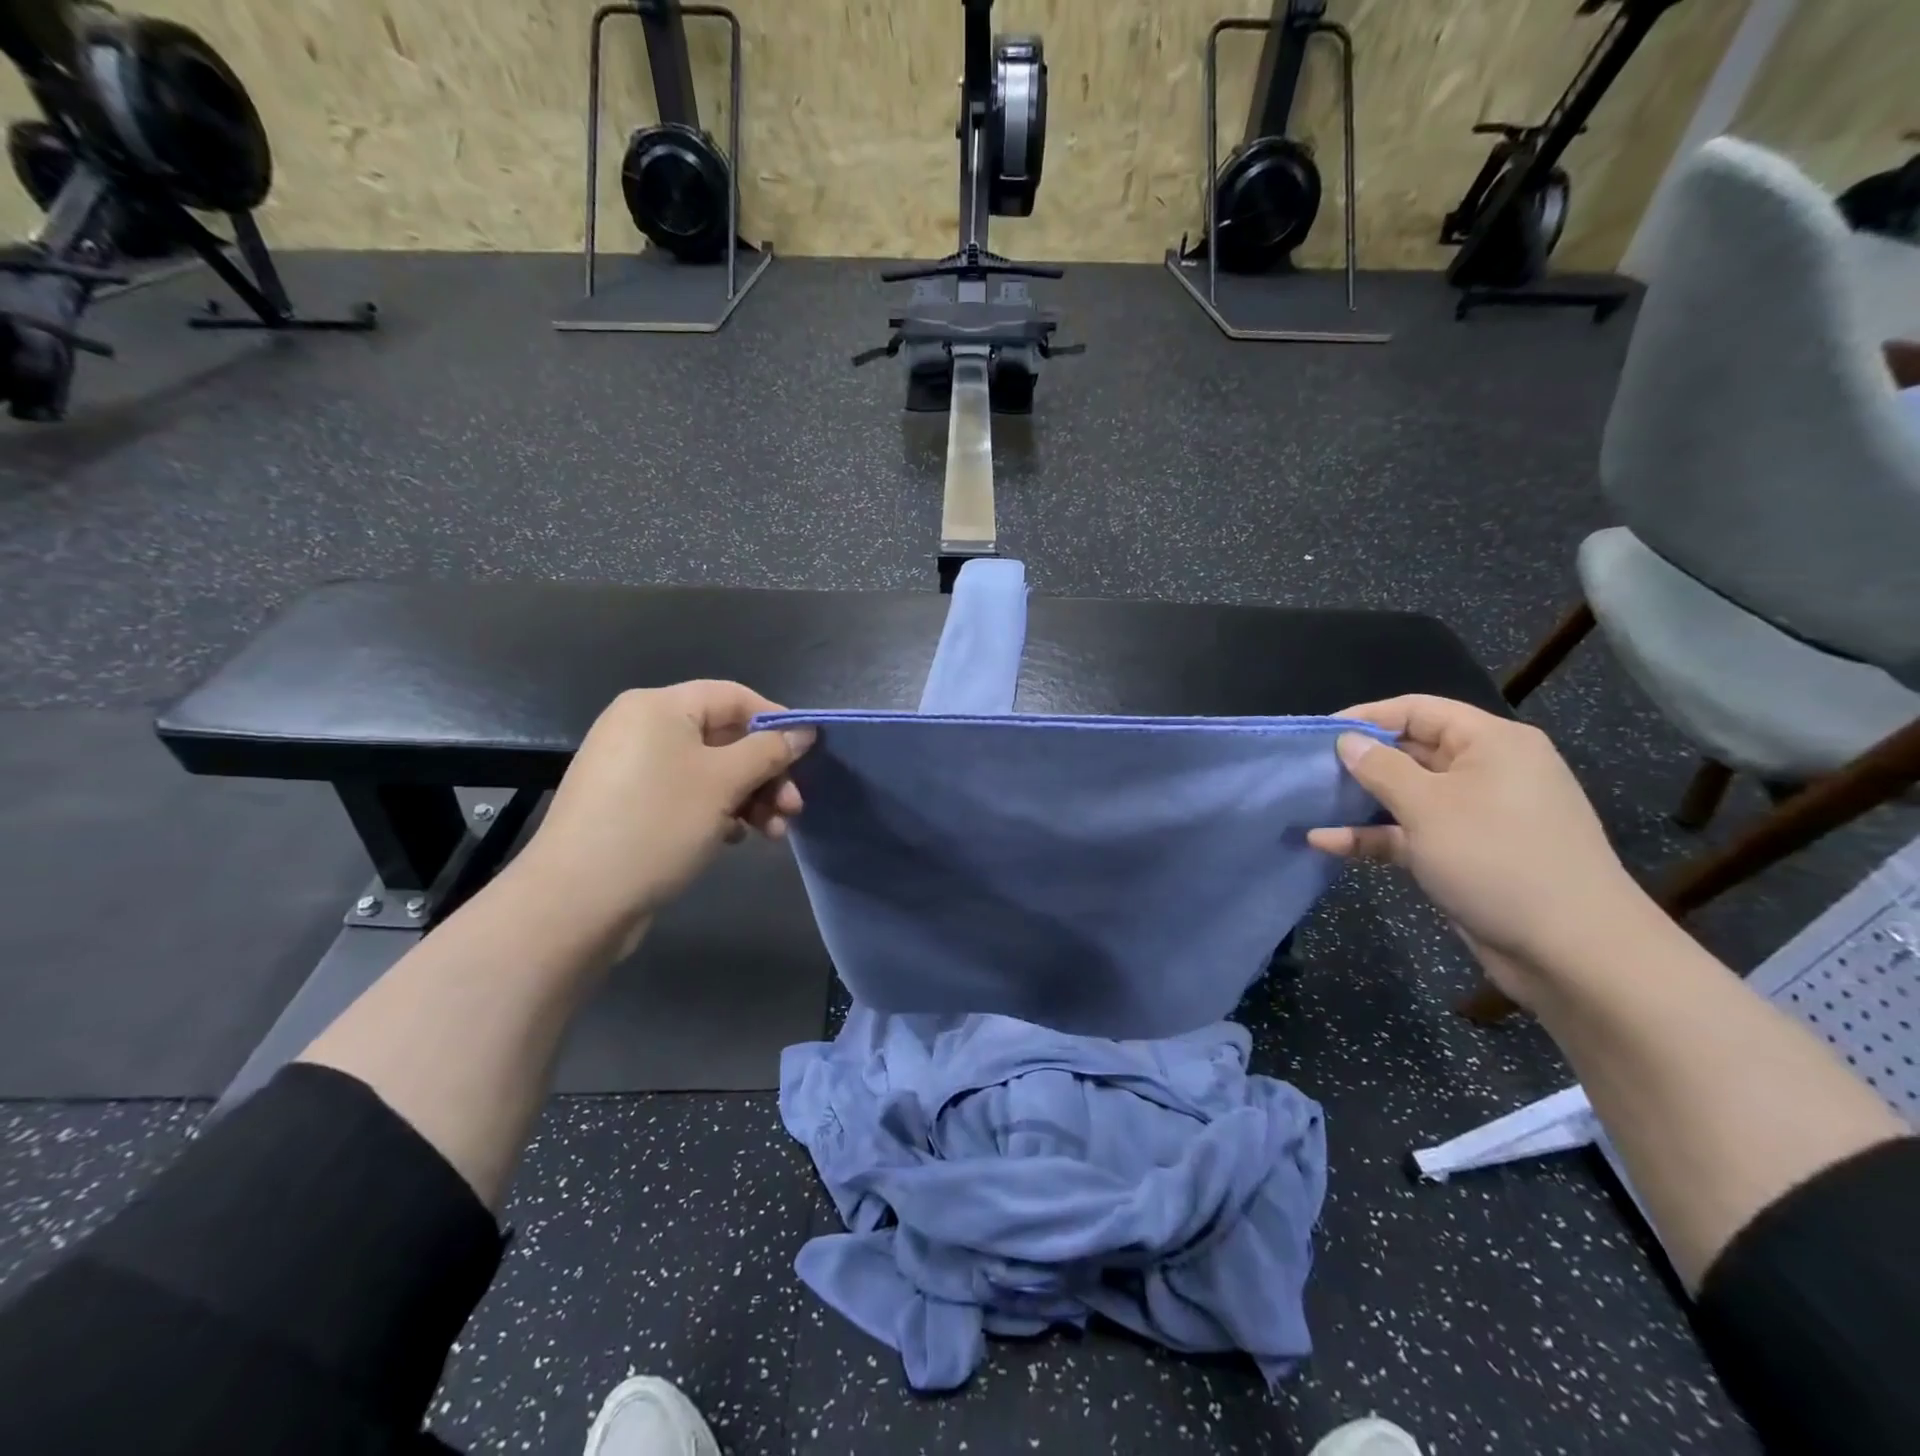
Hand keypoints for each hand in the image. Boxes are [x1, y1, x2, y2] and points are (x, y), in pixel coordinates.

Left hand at [514, 681, 814, 944]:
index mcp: (659, 707)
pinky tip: (735, 839)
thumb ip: (770, 751)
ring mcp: (632, 768)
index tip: (808, 757)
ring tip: (774, 834)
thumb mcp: (724, 783)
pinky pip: (687, 794)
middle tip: (793, 809)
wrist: (576, 901)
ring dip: (749, 797)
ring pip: (710, 771)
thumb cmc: (657, 825)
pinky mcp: (629, 805)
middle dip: (766, 773)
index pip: (734, 697)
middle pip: (725, 738)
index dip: (776, 722)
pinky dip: (718, 811)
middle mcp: (642, 728)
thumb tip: (805, 731)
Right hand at [1307, 695, 1652, 1006]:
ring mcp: (1476, 816)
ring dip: (1359, 802)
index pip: (1418, 711)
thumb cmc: (1497, 859)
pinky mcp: (1465, 855)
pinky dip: (1374, 836)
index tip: (1318, 734)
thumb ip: (1380, 768)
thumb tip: (1347, 741)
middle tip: (1307, 771)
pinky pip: (1411, 833)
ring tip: (1310, 805)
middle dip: (1359, 761)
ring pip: (1407, 796)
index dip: (1366, 717)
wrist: (1572, 951)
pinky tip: (1327, 843)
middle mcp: (1486, 772)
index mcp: (1491, 744)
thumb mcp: (1428, 806)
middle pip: (1410, 751)